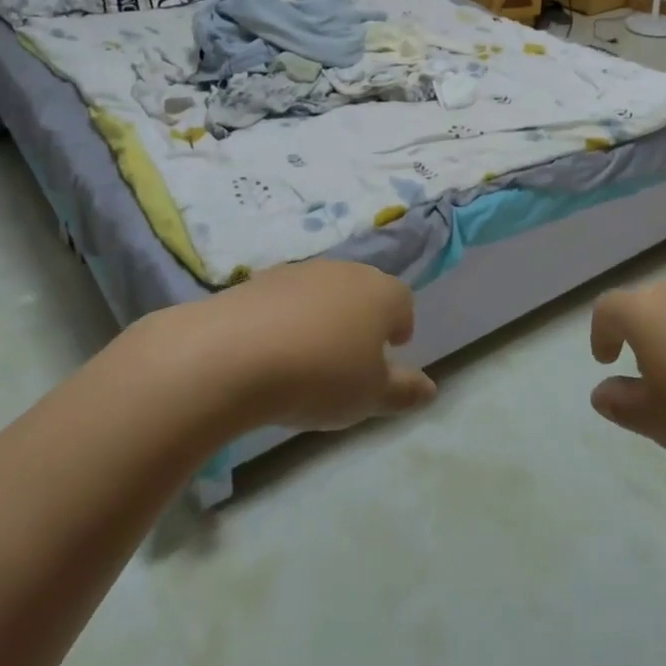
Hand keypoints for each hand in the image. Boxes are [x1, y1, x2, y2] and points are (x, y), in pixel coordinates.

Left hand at [169, 261, 436, 432]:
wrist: (234, 353)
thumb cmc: (321, 375)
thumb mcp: (370, 395)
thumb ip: (404, 391)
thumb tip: (431, 388)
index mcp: (381, 292)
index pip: (404, 301)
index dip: (400, 327)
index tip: (388, 355)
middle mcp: (346, 271)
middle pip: (364, 291)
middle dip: (362, 320)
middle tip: (350, 359)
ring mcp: (301, 271)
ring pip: (324, 292)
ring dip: (323, 318)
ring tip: (307, 359)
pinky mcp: (260, 279)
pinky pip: (286, 299)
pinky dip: (286, 319)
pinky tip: (271, 352)